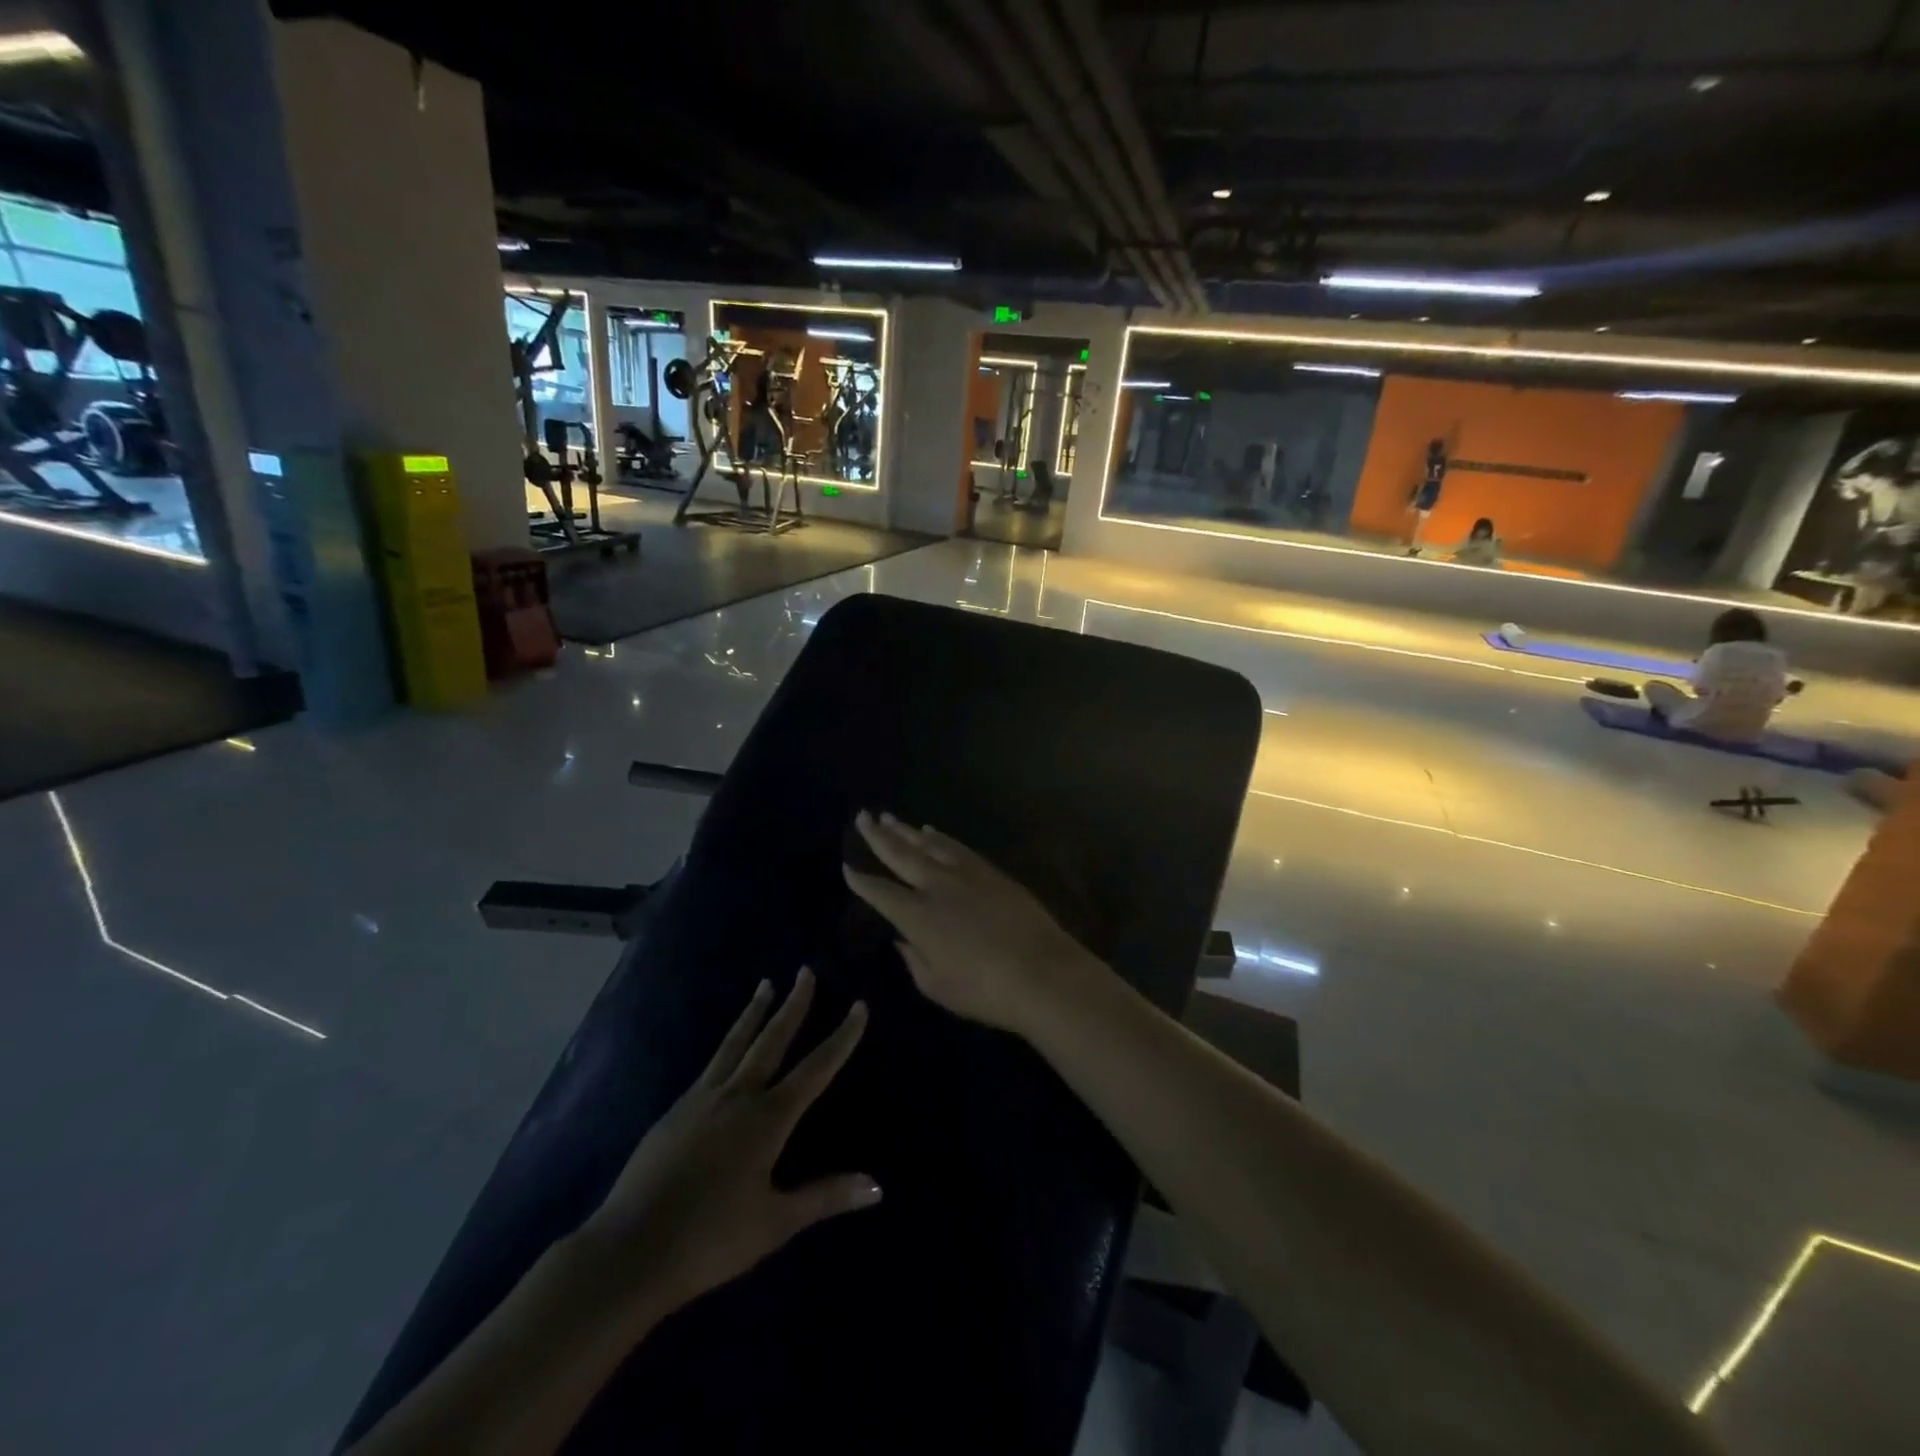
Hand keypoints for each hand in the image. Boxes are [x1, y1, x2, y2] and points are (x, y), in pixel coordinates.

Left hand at [575, 971, 879, 1315]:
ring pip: (736, 1043)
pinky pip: (711, 1064)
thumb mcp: (775, 1222)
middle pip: (772, 1039)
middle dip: (793, 1005)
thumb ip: (825, 1196)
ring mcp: (702, 1098)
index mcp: (768, 1119)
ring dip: (754, 1012)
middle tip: (806, 971)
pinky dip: (727, 1043)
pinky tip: (728, 1047)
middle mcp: (738, 1096)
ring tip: (765, 984)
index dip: (841, 1037)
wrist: (630, 1250)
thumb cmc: (710, 1239)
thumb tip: (877, 1186)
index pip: (816, 1068)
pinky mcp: (676, 1110)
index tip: (859, 1006)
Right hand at [843, 810, 1101, 1035]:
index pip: (880, 892)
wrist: (1042, 972)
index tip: (847, 866)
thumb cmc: (984, 990)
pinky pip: (957, 847)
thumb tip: (902, 938)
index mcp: (917, 916)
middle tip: (863, 816)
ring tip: (889, 818)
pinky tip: (930, 831)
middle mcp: (937, 886)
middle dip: (878, 836)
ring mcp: (966, 874)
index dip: (861, 880)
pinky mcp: (990, 872)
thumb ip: (914, 959)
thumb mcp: (937, 985)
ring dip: (906, 830)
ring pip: (928, 844)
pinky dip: (940, 838)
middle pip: (901, 855)